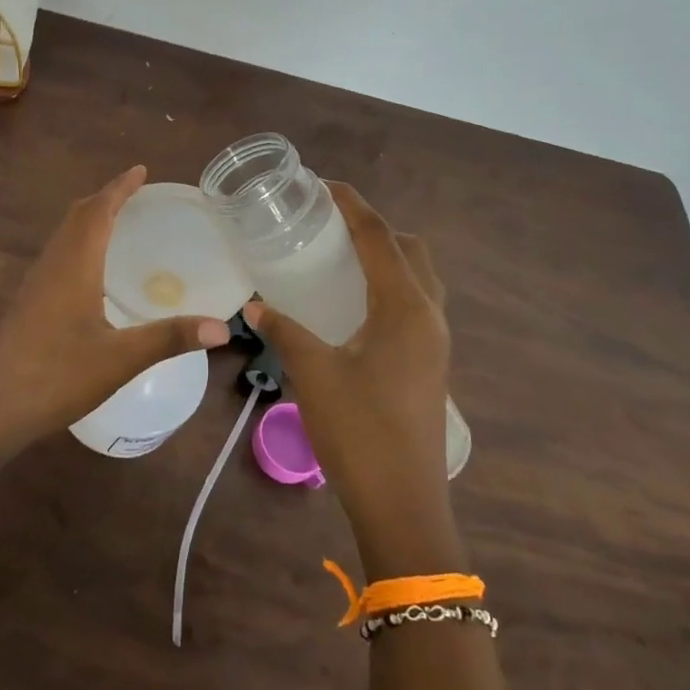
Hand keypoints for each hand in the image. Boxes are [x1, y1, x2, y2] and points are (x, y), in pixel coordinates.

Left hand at [0, 166, 230, 454]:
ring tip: (118, 221)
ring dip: (89, 219)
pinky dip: (79, 242)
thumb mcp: (121, 358)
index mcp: (74, 265)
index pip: (98, 211)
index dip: (119, 188)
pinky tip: (92, 270)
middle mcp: (53, 264)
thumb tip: (222, 329)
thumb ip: (170, 338)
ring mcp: (37, 283)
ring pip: (64, 235)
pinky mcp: (30, 302)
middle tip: (135, 194)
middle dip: (105, 198)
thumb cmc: (58, 376)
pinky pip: (58, 255)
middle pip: (77, 216)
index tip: (140, 170)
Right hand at [242, 183, 456, 561]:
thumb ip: (284, 331)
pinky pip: (413, 305)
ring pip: (417, 279)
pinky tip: (352, 306)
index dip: (352, 206)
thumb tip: (255, 306)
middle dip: (374, 228)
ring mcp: (434, 344)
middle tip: (330, 224)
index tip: (322, 185)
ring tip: (340, 257)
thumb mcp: (313, 374)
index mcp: (406, 309)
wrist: (403, 504)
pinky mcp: (429, 365)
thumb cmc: (359, 432)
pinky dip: (388, 288)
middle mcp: (429, 317)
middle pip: (410, 251)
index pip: (380, 238)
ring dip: (386, 258)